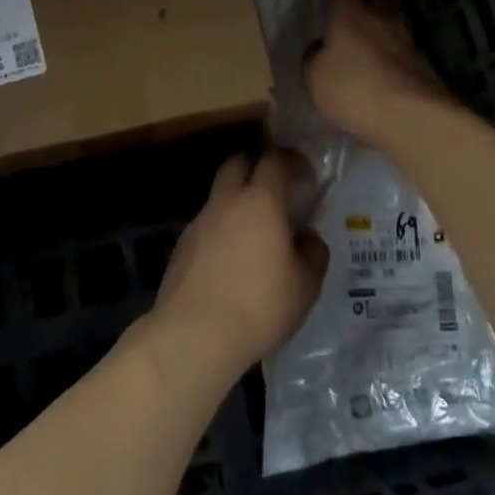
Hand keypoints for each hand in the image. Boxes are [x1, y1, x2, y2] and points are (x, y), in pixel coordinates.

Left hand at [148, 150, 327, 381]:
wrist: (194, 334)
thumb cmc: (260, 305)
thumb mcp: (305, 285)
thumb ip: (313, 253)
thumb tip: (307, 238)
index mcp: (261, 201)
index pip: (275, 161)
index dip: (290, 160)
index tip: (303, 171)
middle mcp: (226, 202)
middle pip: (237, 164)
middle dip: (255, 167)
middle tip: (274, 190)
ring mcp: (199, 222)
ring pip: (219, 196)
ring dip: (236, 202)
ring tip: (253, 233)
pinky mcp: (181, 247)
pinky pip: (206, 225)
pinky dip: (220, 230)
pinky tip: (230, 260)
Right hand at [304, 0, 452, 144]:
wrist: (411, 116)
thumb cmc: (354, 89)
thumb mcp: (315, 77)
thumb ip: (313, 58)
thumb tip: (317, 50)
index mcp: (349, 12)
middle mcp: (379, 15)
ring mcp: (404, 34)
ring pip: (390, 6)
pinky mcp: (420, 57)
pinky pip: (400, 29)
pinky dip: (390, 24)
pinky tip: (386, 31)